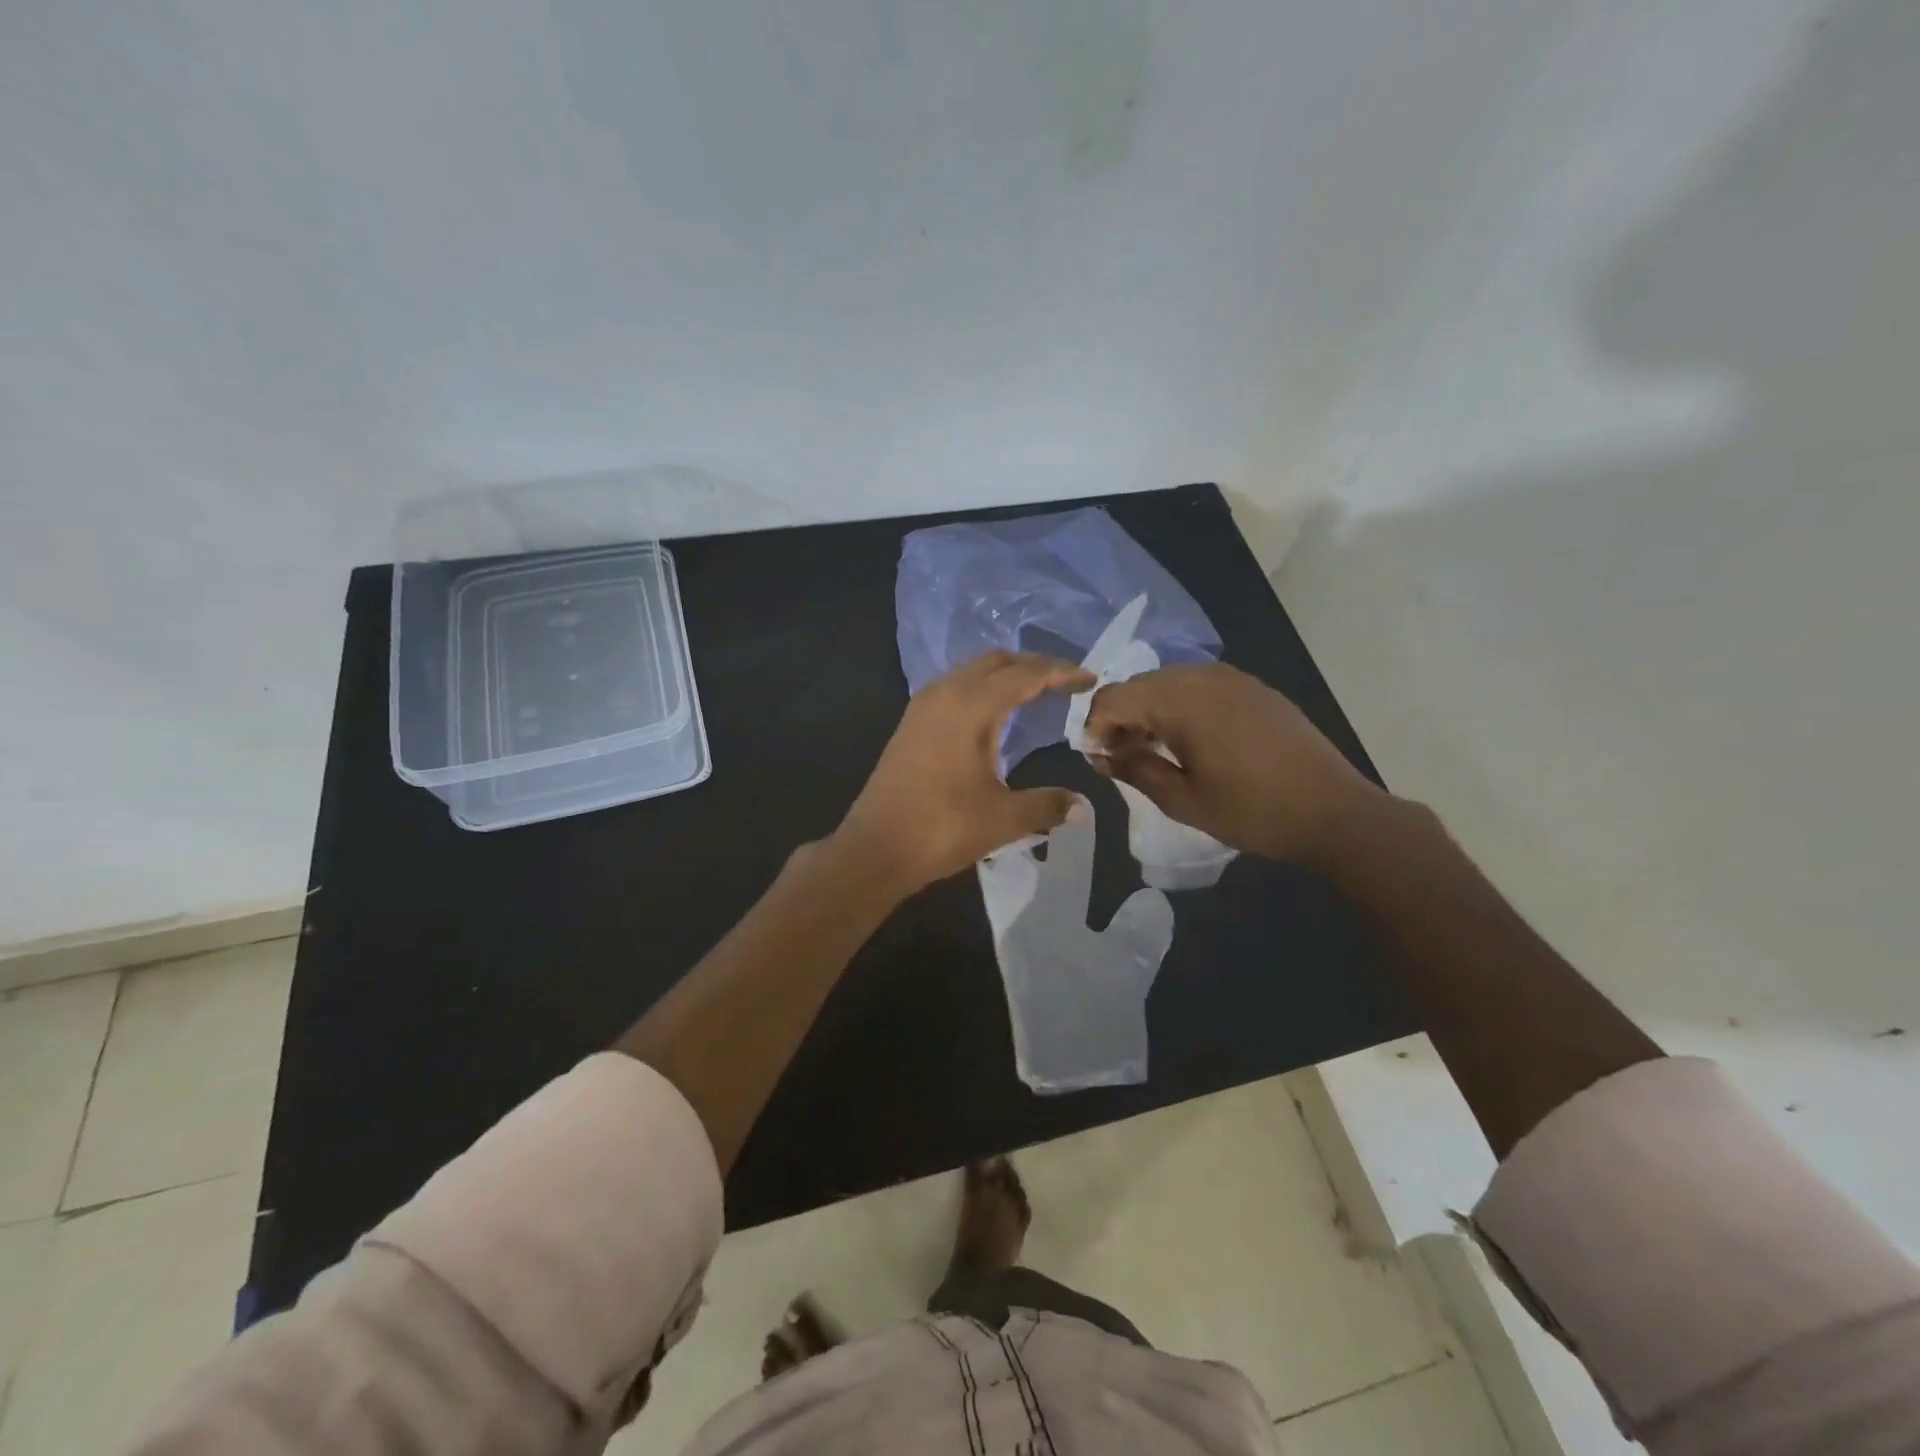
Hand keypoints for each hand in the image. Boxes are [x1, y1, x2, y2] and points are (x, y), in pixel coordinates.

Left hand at [838, 651, 1094, 894]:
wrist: (874, 849)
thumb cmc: (941, 828)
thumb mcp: (1003, 819)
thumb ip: (1047, 805)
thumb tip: (1082, 807)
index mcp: (970, 706)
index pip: (1024, 675)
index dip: (1060, 673)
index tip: (1090, 680)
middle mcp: (944, 694)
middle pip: (996, 662)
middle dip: (1033, 666)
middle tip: (1065, 682)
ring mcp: (922, 707)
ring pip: (971, 672)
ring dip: (1005, 675)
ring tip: (1035, 693)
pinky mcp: (911, 724)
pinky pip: (955, 688)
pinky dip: (982, 689)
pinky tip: (995, 715)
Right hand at [1082, 662, 1381, 867]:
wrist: (1333, 810)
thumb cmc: (1252, 811)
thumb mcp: (1182, 800)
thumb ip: (1135, 770)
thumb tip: (1102, 755)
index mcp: (1179, 701)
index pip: (1112, 697)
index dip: (1094, 726)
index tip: (1096, 758)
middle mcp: (1201, 677)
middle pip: (1138, 685)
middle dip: (1119, 717)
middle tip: (1119, 756)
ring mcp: (1231, 677)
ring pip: (1167, 681)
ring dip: (1149, 709)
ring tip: (1153, 749)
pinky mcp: (1252, 686)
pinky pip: (1198, 684)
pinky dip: (1179, 705)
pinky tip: (1189, 739)